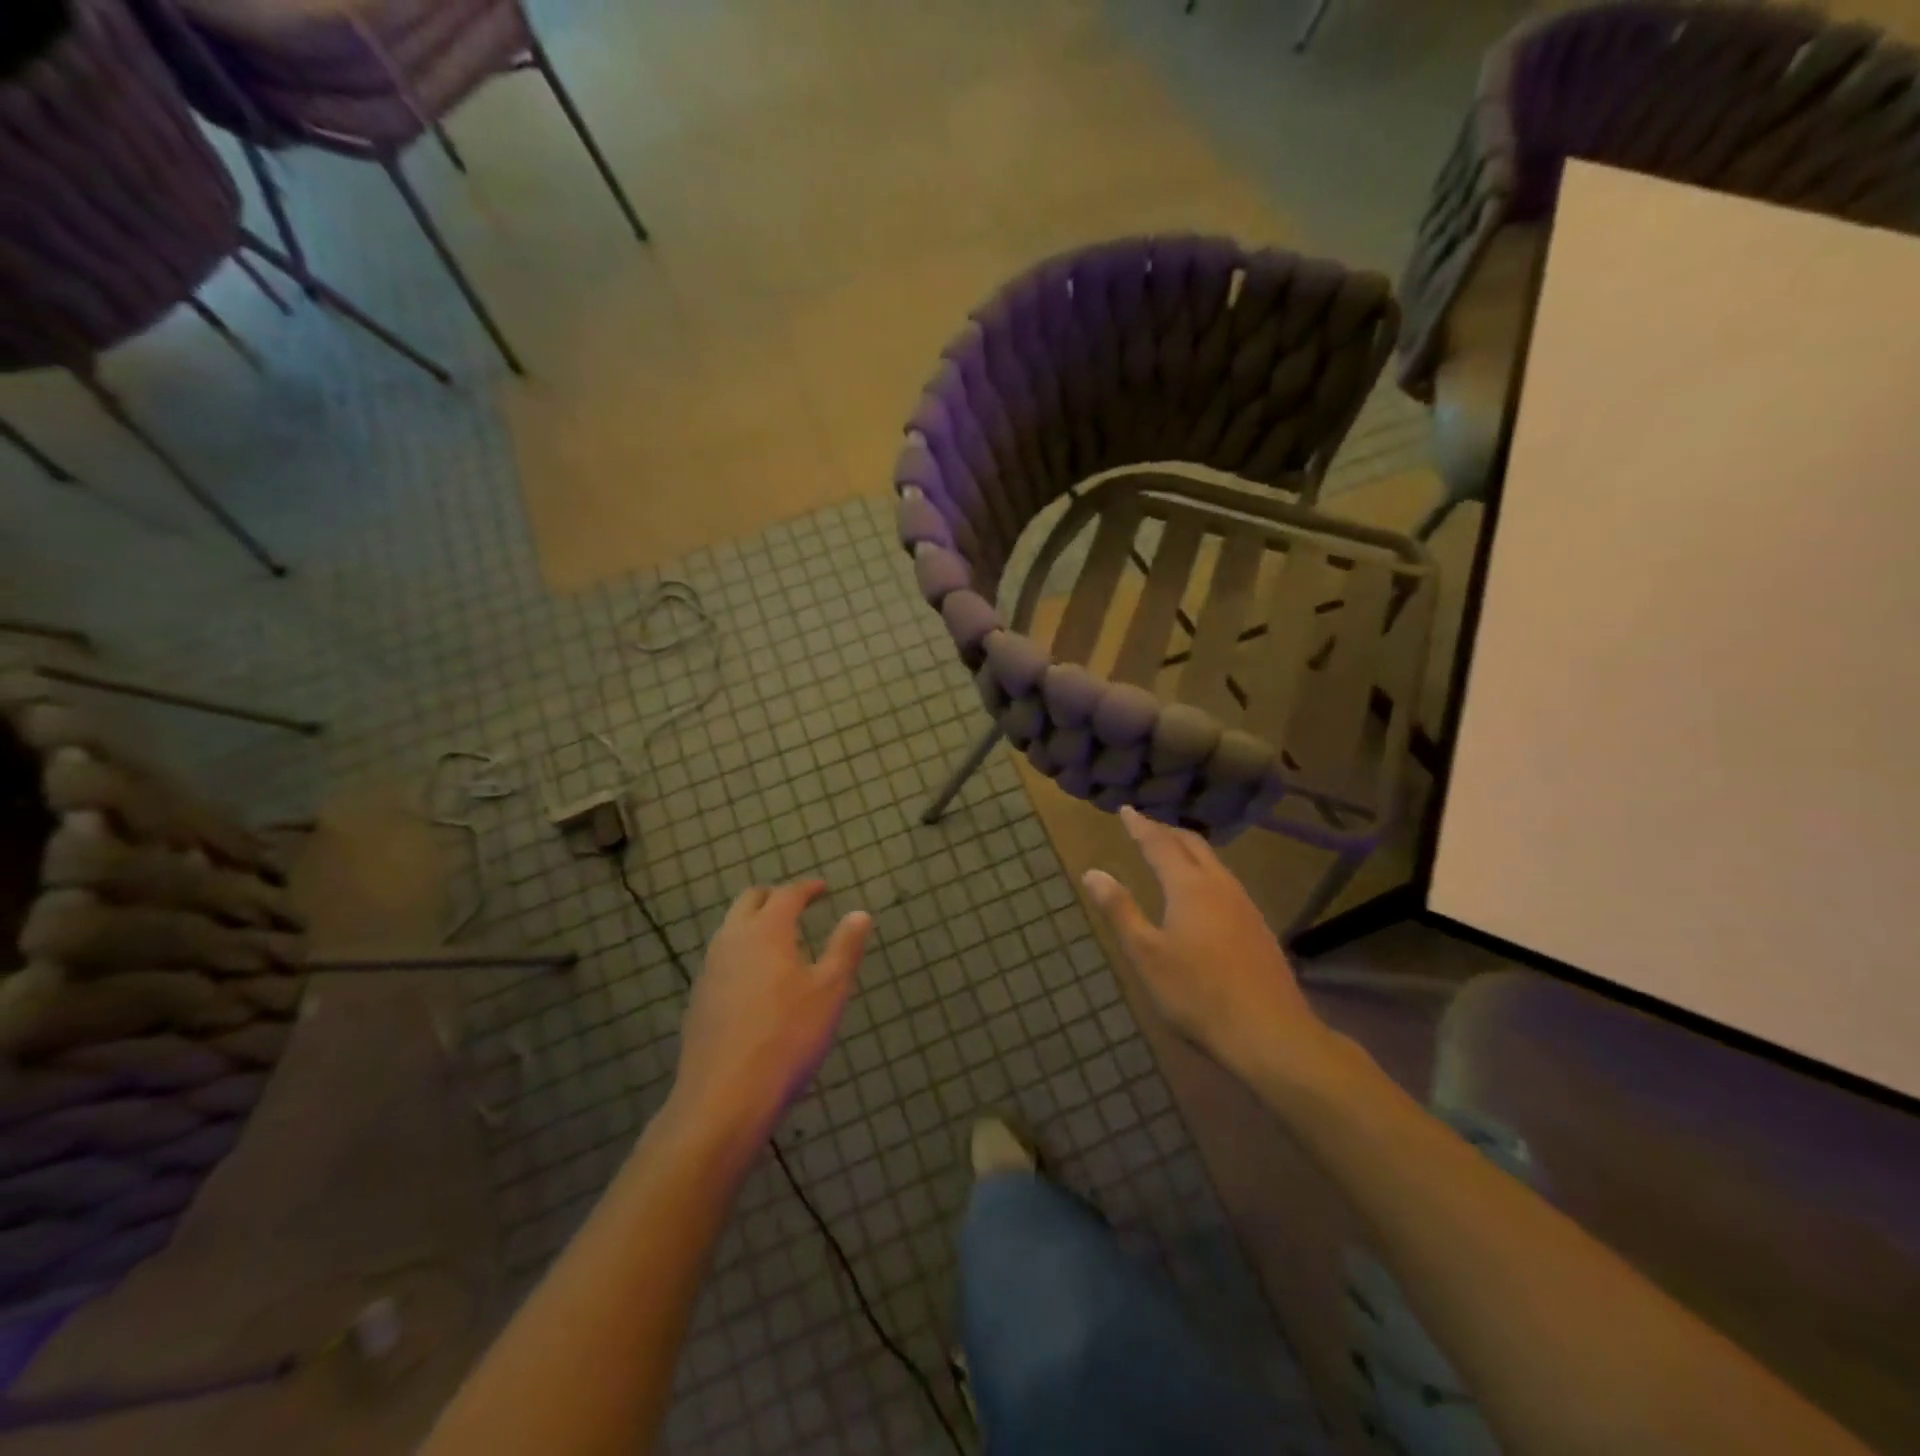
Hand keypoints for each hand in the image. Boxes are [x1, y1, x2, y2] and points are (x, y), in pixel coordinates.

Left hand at [669, 880, 871, 1149]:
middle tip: (798, 906)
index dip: (807, 888)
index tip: (823, 889)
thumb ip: (845, 948)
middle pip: (750, 901)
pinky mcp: (699, 999)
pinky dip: (742, 953)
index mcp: (767, 931)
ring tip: (780, 941)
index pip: (787, 894)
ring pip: (731, 929)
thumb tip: (859, 913)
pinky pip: (722, 959)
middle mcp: (732, 940)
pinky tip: (756, 981)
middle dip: (775, 897)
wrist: (724, 1097)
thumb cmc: (788, 1037)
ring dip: (754, 924)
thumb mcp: (830, 991)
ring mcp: (710, 970)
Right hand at [1082, 807, 1337, 1085]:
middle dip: (1166, 831)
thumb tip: (1092, 872)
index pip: (1159, 844)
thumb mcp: (1146, 954)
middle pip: (1192, 845)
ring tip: (1170, 852)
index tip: (1126, 810)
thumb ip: (1120, 910)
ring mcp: (1244, 905)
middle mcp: (1219, 886)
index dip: (1140, 826)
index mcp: (1189, 887)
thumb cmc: (1197, 994)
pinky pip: (1225, 881)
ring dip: (1188, 850)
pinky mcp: (1257, 926)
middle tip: (1145, 827)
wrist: (1269, 1033)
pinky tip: (1201, 892)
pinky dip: (1204, 871)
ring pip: (1213, 862)